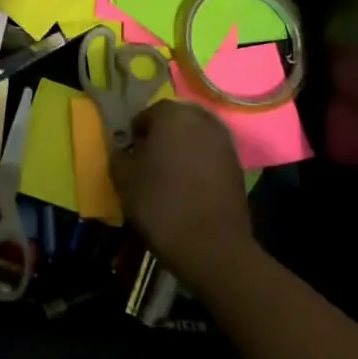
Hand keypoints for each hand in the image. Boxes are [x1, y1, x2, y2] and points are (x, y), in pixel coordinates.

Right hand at [111, 100, 255, 286]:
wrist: (212, 245)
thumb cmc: (161, 204)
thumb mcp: (124, 179)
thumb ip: (119, 155)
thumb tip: (123, 149)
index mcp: (173, 115)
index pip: (149, 113)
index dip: (136, 132)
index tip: (129, 153)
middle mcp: (202, 120)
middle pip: (177, 120)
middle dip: (163, 135)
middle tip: (149, 160)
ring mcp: (225, 143)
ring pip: (197, 137)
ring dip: (183, 149)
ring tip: (170, 174)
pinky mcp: (238, 166)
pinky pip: (212, 156)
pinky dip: (200, 164)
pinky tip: (190, 186)